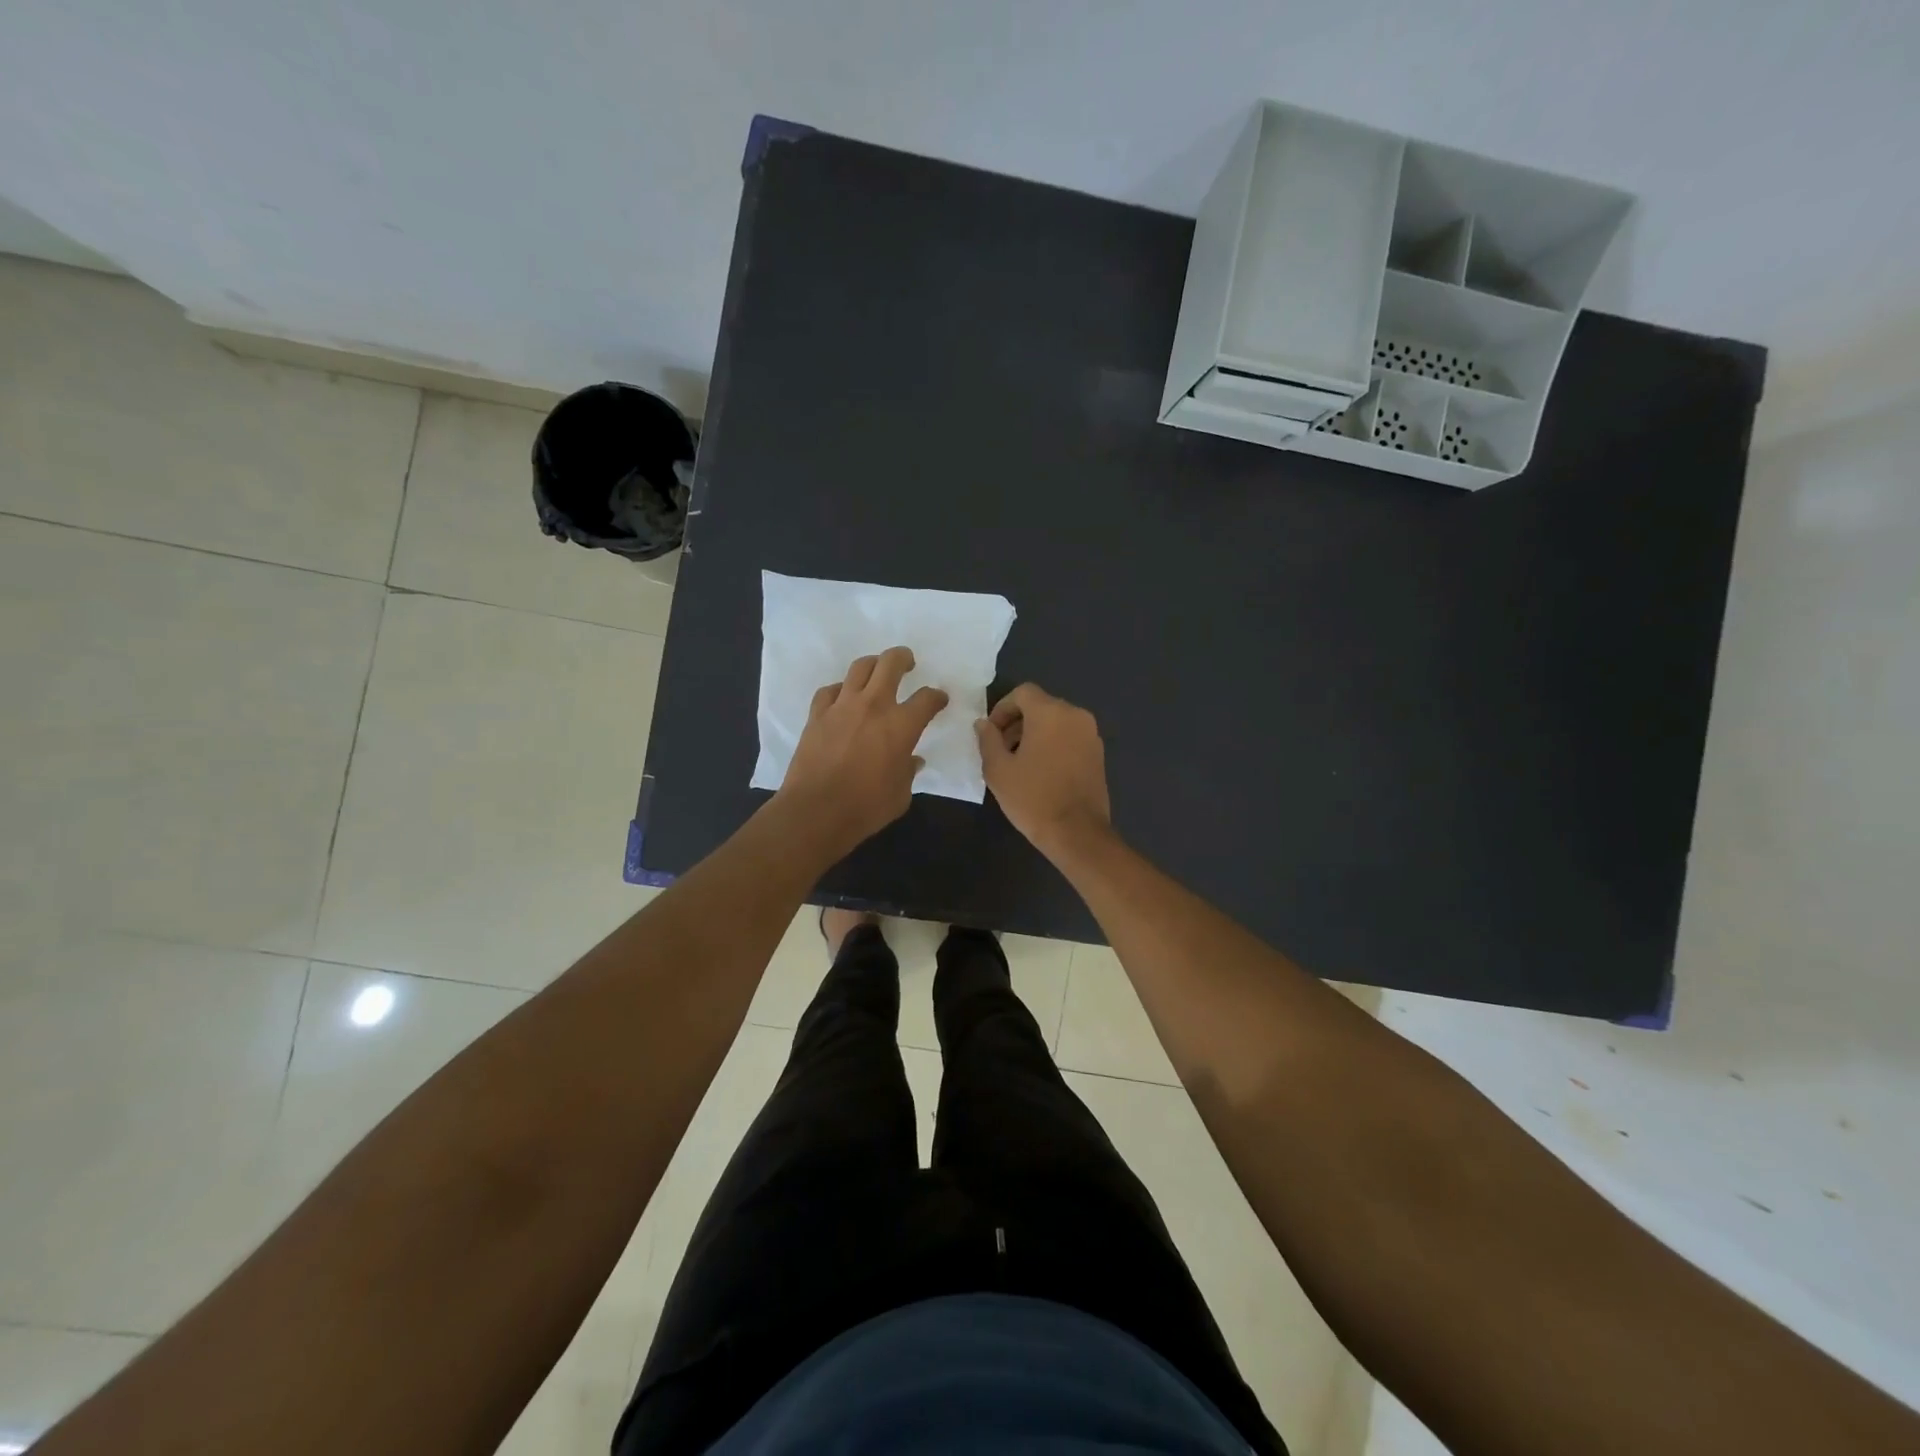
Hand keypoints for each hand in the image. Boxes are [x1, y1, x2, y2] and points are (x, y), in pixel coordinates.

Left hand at [777, 647, 947, 857]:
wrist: (816, 811)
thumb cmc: (866, 807)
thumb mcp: (900, 795)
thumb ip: (908, 772)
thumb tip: (912, 761)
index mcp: (901, 725)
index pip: (927, 698)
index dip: (937, 697)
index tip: (939, 700)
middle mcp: (873, 706)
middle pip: (891, 663)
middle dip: (903, 658)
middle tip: (908, 663)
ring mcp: (842, 706)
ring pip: (860, 667)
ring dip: (873, 664)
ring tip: (877, 671)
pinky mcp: (817, 715)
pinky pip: (831, 690)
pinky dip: (841, 690)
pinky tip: (843, 698)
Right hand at [975, 684, 1112, 858]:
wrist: (1077, 833)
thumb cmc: (1033, 798)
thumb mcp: (998, 769)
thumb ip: (988, 739)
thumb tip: (984, 724)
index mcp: (1051, 713)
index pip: (1023, 692)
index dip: (1002, 708)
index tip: (991, 733)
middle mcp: (1075, 715)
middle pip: (1041, 705)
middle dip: (1017, 722)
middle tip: (1001, 749)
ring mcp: (1091, 734)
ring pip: (1056, 721)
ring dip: (1035, 733)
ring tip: (1019, 762)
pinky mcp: (1098, 753)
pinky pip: (1070, 737)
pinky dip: (1053, 744)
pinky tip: (1041, 771)